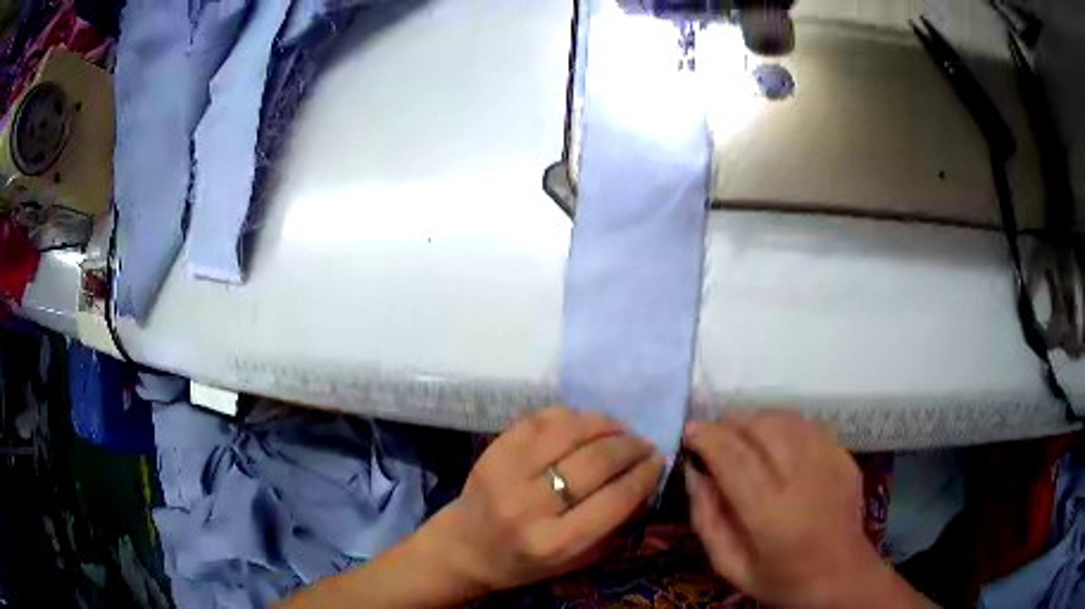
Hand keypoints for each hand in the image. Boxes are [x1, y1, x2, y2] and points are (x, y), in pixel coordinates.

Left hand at [422, 406, 664, 595]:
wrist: (465, 548)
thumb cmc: (526, 563)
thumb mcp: (577, 562)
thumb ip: (616, 527)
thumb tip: (648, 483)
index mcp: (553, 543)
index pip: (614, 500)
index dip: (645, 475)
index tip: (659, 461)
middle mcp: (528, 506)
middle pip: (594, 462)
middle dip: (630, 447)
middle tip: (644, 444)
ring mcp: (506, 472)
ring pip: (568, 431)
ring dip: (605, 424)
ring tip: (620, 429)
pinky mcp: (493, 450)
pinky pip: (540, 419)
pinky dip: (571, 416)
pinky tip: (586, 424)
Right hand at [684, 412, 911, 608]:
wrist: (840, 576)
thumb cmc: (780, 578)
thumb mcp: (729, 565)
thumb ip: (706, 519)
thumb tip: (695, 473)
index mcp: (769, 512)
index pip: (732, 457)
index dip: (707, 436)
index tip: (689, 430)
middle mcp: (801, 478)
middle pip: (760, 427)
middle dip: (730, 423)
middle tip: (714, 435)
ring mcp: (829, 462)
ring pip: (786, 419)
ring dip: (756, 420)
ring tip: (742, 436)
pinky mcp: (844, 456)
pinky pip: (808, 425)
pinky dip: (784, 425)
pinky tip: (776, 442)